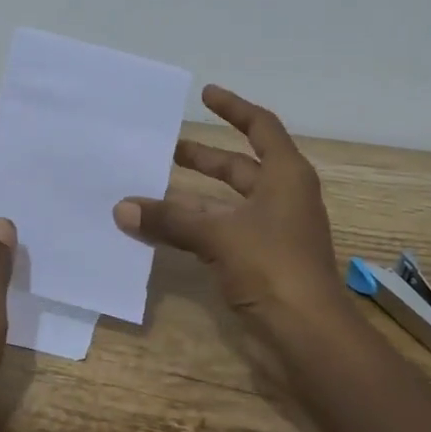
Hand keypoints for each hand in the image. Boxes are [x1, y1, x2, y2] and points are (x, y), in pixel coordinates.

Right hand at [112, 85, 345, 325]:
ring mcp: (273, 232)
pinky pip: (222, 232)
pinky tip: (164, 231)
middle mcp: (282, 198)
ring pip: (227, 203)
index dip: (234, 108)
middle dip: (205, 157)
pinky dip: (196, 227)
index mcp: (286, 176)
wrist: (308, 336)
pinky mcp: (261, 261)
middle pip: (240, 166)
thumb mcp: (218, 235)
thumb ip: (170, 219)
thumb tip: (122, 208)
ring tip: (153, 189)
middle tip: (167, 148)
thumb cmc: (273, 267)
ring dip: (193, 196)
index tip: (205, 95)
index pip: (261, 127)